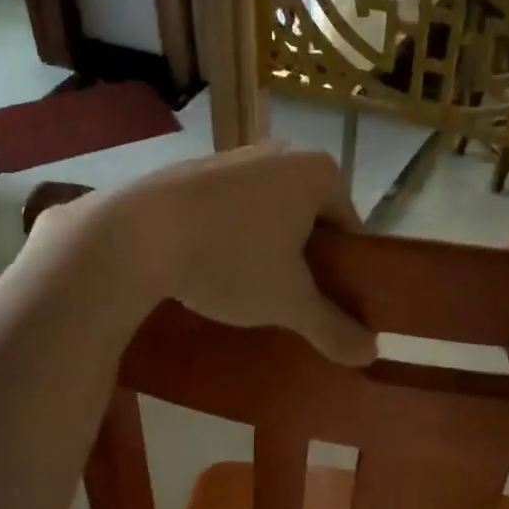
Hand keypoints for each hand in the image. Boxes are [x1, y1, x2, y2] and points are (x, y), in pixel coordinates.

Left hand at [50, 143, 377, 366]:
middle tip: (289, 302)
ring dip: (265, 250)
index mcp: (318, 173)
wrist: (137, 233)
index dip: (345, 272)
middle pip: (309, 220)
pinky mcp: (193, 171)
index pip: (350, 229)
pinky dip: (229, 237)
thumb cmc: (232, 259)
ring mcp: (234, 158)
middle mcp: (281, 153)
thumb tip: (371, 355)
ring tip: (246, 291)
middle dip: (303, 261)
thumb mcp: (289, 303)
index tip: (328, 306)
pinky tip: (211, 268)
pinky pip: (229, 210)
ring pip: (267, 214)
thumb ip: (332, 327)